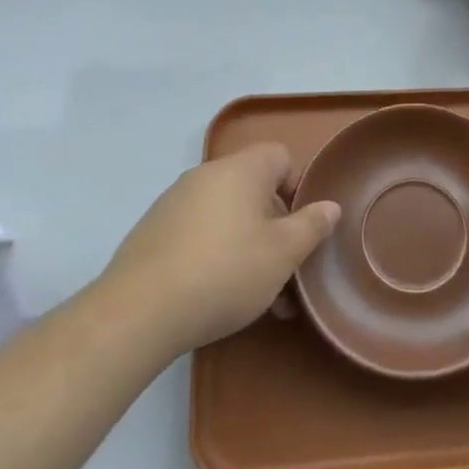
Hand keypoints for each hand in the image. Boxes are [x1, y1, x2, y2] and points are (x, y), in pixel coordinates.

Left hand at [98, 142, 339, 359]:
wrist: (138, 312)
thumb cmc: (225, 272)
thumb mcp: (283, 254)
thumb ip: (311, 226)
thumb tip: (330, 206)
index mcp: (241, 170)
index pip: (280, 156)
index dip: (298, 186)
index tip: (302, 227)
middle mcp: (206, 175)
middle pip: (253, 188)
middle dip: (275, 226)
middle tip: (285, 269)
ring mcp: (174, 202)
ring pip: (227, 215)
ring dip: (248, 245)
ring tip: (258, 296)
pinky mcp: (152, 231)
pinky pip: (198, 232)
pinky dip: (215, 254)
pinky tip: (217, 295)